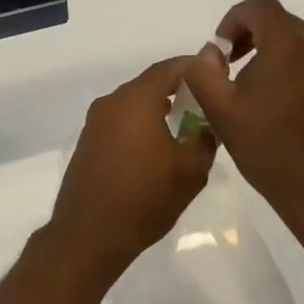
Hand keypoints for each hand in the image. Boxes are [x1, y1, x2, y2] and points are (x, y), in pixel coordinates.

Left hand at [48, 57, 217, 280]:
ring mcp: (96, 121)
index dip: (194, 68)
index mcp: (136, 99)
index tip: (216, 74)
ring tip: (185, 126)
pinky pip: (121, 120)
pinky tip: (157, 146)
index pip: (169, 68)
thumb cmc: (144, 198)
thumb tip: (208, 124)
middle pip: (150, 83)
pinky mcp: (88, 141)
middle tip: (205, 104)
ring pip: (134, 102)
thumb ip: (205, 139)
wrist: (89, 235)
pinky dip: (141, 123)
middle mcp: (112, 101)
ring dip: (158, 108)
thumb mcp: (190, 171)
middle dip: (178, 89)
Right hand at [182, 0, 303, 238]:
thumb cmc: (268, 148)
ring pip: (293, 39)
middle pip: (277, 20)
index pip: (260, 7)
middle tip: (228, 64)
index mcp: (289, 46)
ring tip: (246, 83)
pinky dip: (285, 64)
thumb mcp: (220, 110)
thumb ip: (204, 71)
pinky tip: (271, 99)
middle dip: (248, 33)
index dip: (233, 18)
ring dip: (266, 49)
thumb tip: (212, 52)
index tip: (220, 48)